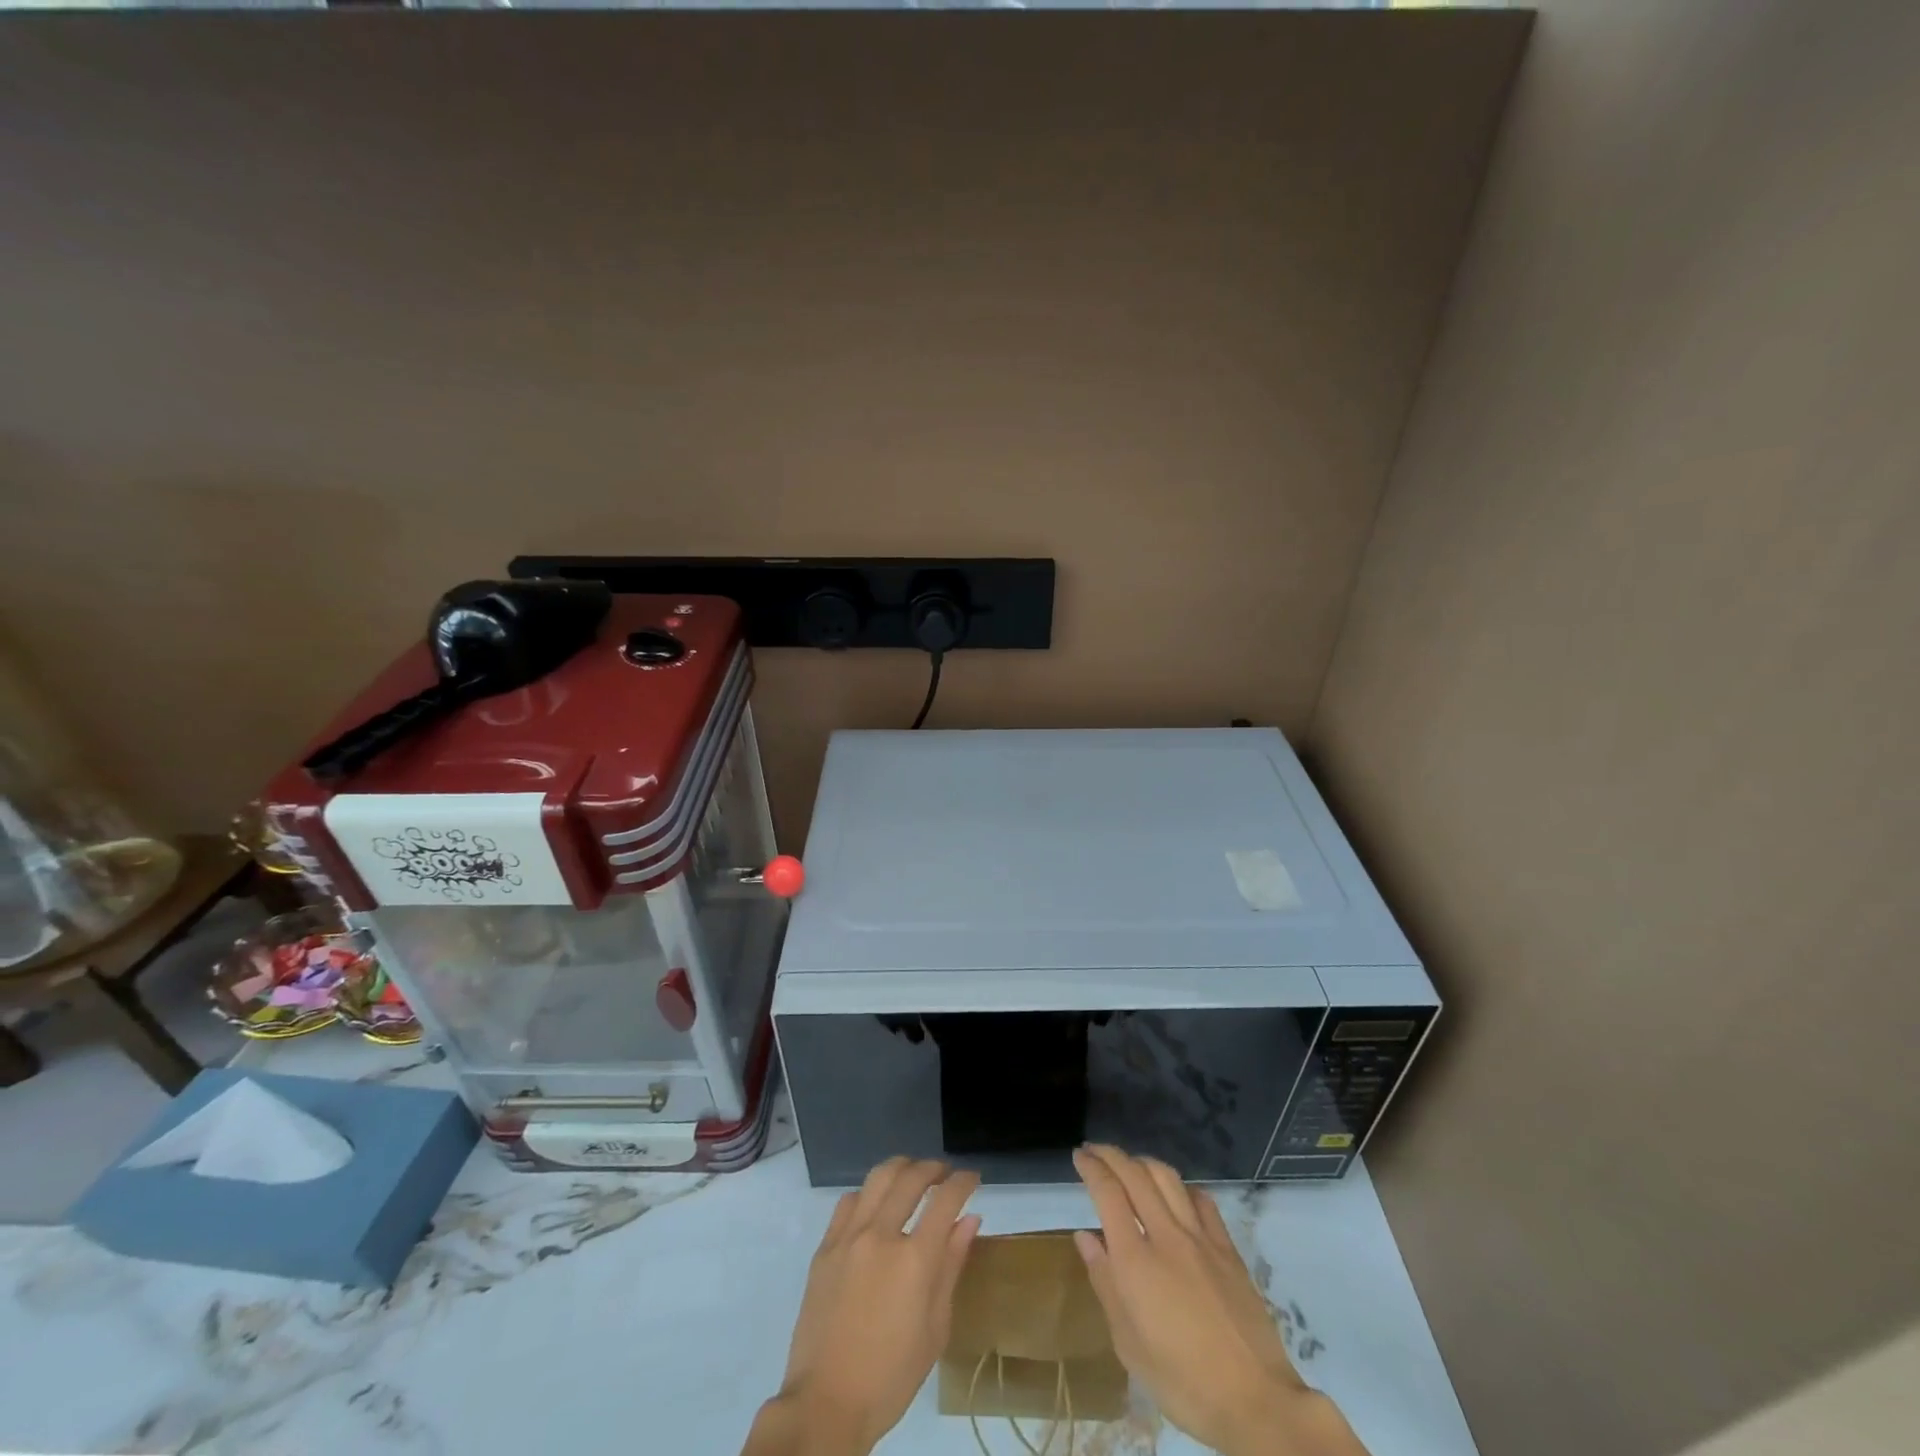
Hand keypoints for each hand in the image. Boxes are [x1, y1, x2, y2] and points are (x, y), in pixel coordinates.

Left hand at [743, 1158, 981, 1455]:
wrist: (826, 1403)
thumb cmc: (891, 1376)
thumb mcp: (935, 1328)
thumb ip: (951, 1266)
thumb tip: (969, 1219)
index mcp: (914, 1259)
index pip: (946, 1199)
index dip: (963, 1182)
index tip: (972, 1178)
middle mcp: (881, 1235)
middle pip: (911, 1177)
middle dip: (933, 1167)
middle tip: (945, 1173)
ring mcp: (848, 1237)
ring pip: (878, 1178)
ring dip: (901, 1168)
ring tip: (913, 1176)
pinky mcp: (825, 1247)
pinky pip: (849, 1201)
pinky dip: (869, 1193)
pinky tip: (876, 1204)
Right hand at [1072, 1145, 1368, 1455]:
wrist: (1255, 1401)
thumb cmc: (1183, 1382)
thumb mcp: (1129, 1345)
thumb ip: (1105, 1284)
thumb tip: (1085, 1238)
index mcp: (1135, 1261)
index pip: (1108, 1193)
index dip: (1091, 1168)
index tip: (1079, 1156)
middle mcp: (1166, 1236)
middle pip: (1135, 1175)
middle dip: (1111, 1155)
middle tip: (1095, 1151)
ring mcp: (1200, 1238)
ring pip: (1168, 1178)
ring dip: (1143, 1162)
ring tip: (1130, 1164)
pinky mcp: (1228, 1248)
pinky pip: (1201, 1200)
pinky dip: (1182, 1187)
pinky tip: (1176, 1193)